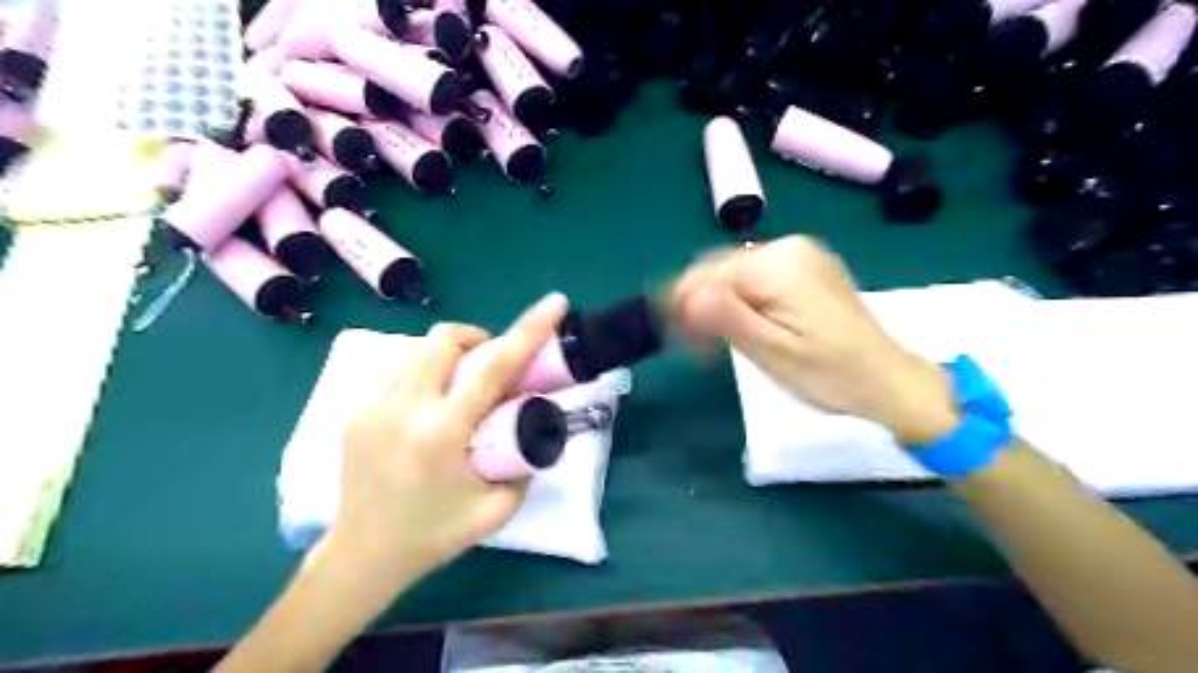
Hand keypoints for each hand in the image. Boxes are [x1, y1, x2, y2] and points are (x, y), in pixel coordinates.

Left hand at [326, 292, 569, 578]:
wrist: (361, 556)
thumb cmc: (432, 536)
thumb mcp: (496, 509)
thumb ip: (525, 466)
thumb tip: (535, 430)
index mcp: (443, 432)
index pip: (494, 366)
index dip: (529, 330)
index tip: (554, 304)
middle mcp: (405, 408)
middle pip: (445, 338)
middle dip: (477, 338)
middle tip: (492, 365)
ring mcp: (373, 406)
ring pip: (417, 349)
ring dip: (448, 353)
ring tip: (460, 384)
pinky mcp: (356, 411)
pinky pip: (398, 371)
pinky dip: (424, 372)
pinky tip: (430, 404)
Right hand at [671, 236, 960, 447]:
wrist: (888, 380)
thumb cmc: (829, 375)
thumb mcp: (771, 351)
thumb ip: (726, 316)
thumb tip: (684, 293)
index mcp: (779, 264)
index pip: (709, 273)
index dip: (684, 304)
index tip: (677, 341)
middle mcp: (789, 247)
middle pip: (720, 269)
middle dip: (698, 304)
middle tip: (693, 347)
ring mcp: (801, 255)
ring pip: (736, 273)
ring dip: (717, 304)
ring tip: (711, 342)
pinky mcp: (806, 269)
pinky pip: (757, 277)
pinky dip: (740, 300)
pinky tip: (739, 326)